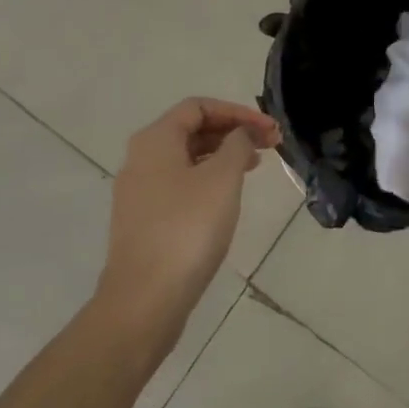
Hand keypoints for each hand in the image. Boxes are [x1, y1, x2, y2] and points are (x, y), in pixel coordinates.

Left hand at [96, 98, 279, 354]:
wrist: (144, 300)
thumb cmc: (187, 229)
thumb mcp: (222, 178)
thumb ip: (237, 145)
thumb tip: (239, 134)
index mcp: (155, 139)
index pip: (199, 107)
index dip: (237, 111)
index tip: (269, 129)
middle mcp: (141, 158)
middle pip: (191, 130)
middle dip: (233, 132)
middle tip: (269, 145)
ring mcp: (139, 191)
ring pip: (186, 158)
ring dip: (222, 155)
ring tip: (255, 167)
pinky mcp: (143, 221)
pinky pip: (180, 184)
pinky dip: (208, 179)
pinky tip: (228, 197)